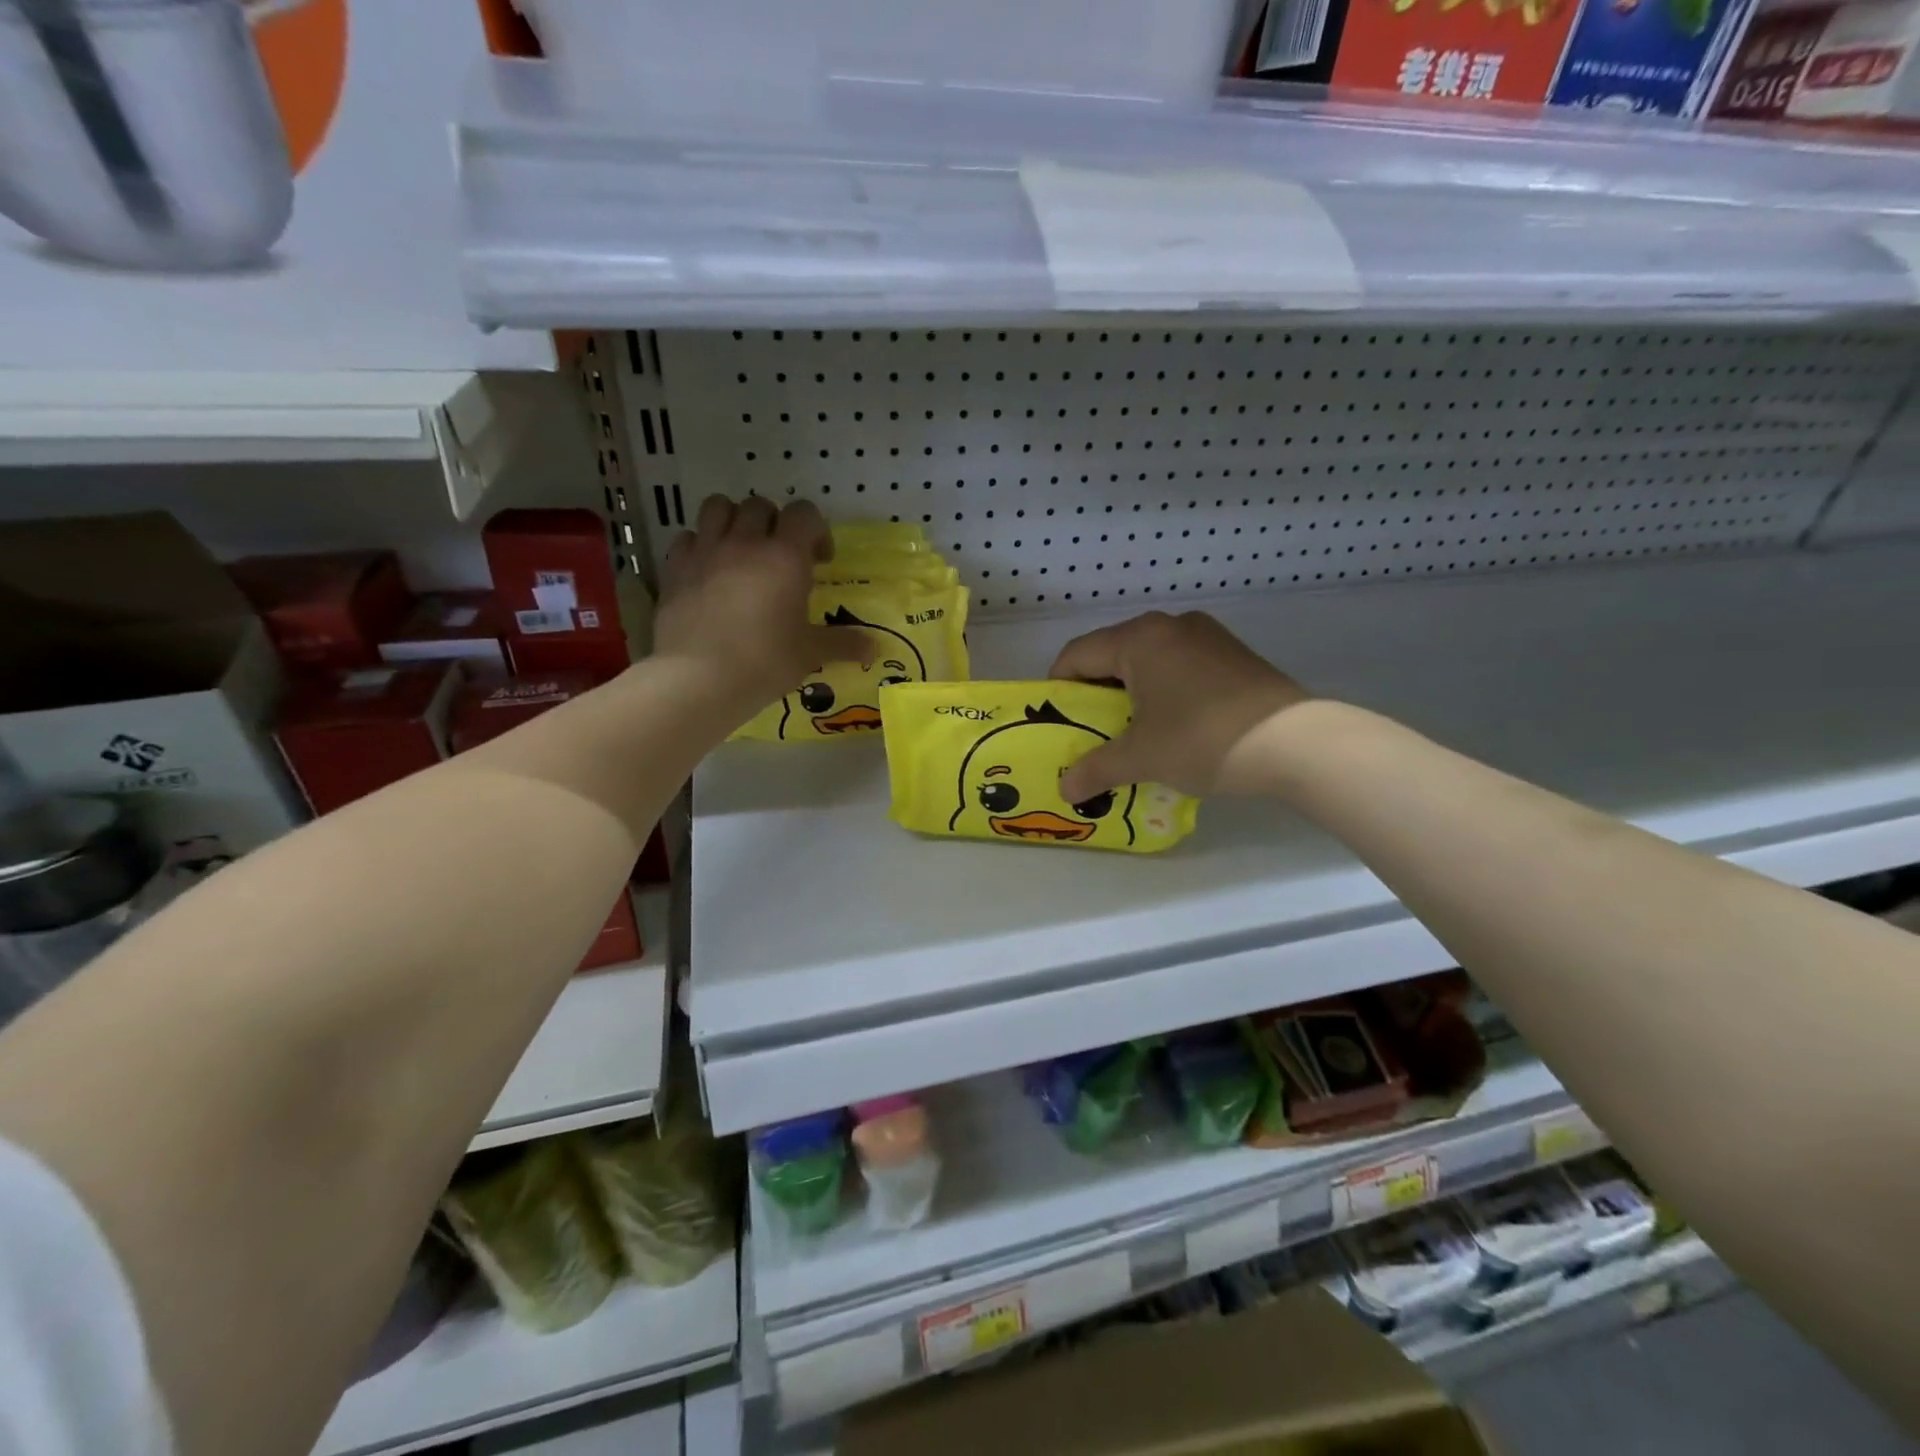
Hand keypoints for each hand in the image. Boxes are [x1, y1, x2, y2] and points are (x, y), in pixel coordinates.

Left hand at [655, 496, 869, 712]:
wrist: (697, 678)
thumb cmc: (764, 661)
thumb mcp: (810, 654)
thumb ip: (842, 644)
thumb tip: (874, 648)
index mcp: (785, 556)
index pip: (804, 513)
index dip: (816, 530)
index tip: (820, 561)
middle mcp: (745, 542)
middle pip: (760, 505)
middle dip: (774, 523)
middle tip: (780, 556)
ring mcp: (706, 551)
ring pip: (718, 507)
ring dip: (734, 520)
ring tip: (741, 551)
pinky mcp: (675, 568)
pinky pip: (688, 537)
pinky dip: (700, 545)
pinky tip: (708, 571)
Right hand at [1051, 611, 1309, 800]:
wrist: (1296, 743)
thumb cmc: (1202, 740)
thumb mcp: (1141, 758)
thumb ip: (1095, 769)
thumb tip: (1065, 791)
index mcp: (1139, 639)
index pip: (1077, 654)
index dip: (1058, 688)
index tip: (1056, 721)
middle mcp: (1170, 624)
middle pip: (1112, 653)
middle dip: (1096, 692)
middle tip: (1092, 730)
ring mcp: (1206, 635)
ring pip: (1148, 658)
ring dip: (1131, 691)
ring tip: (1133, 730)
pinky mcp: (1232, 653)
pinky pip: (1180, 664)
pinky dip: (1164, 688)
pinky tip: (1174, 722)